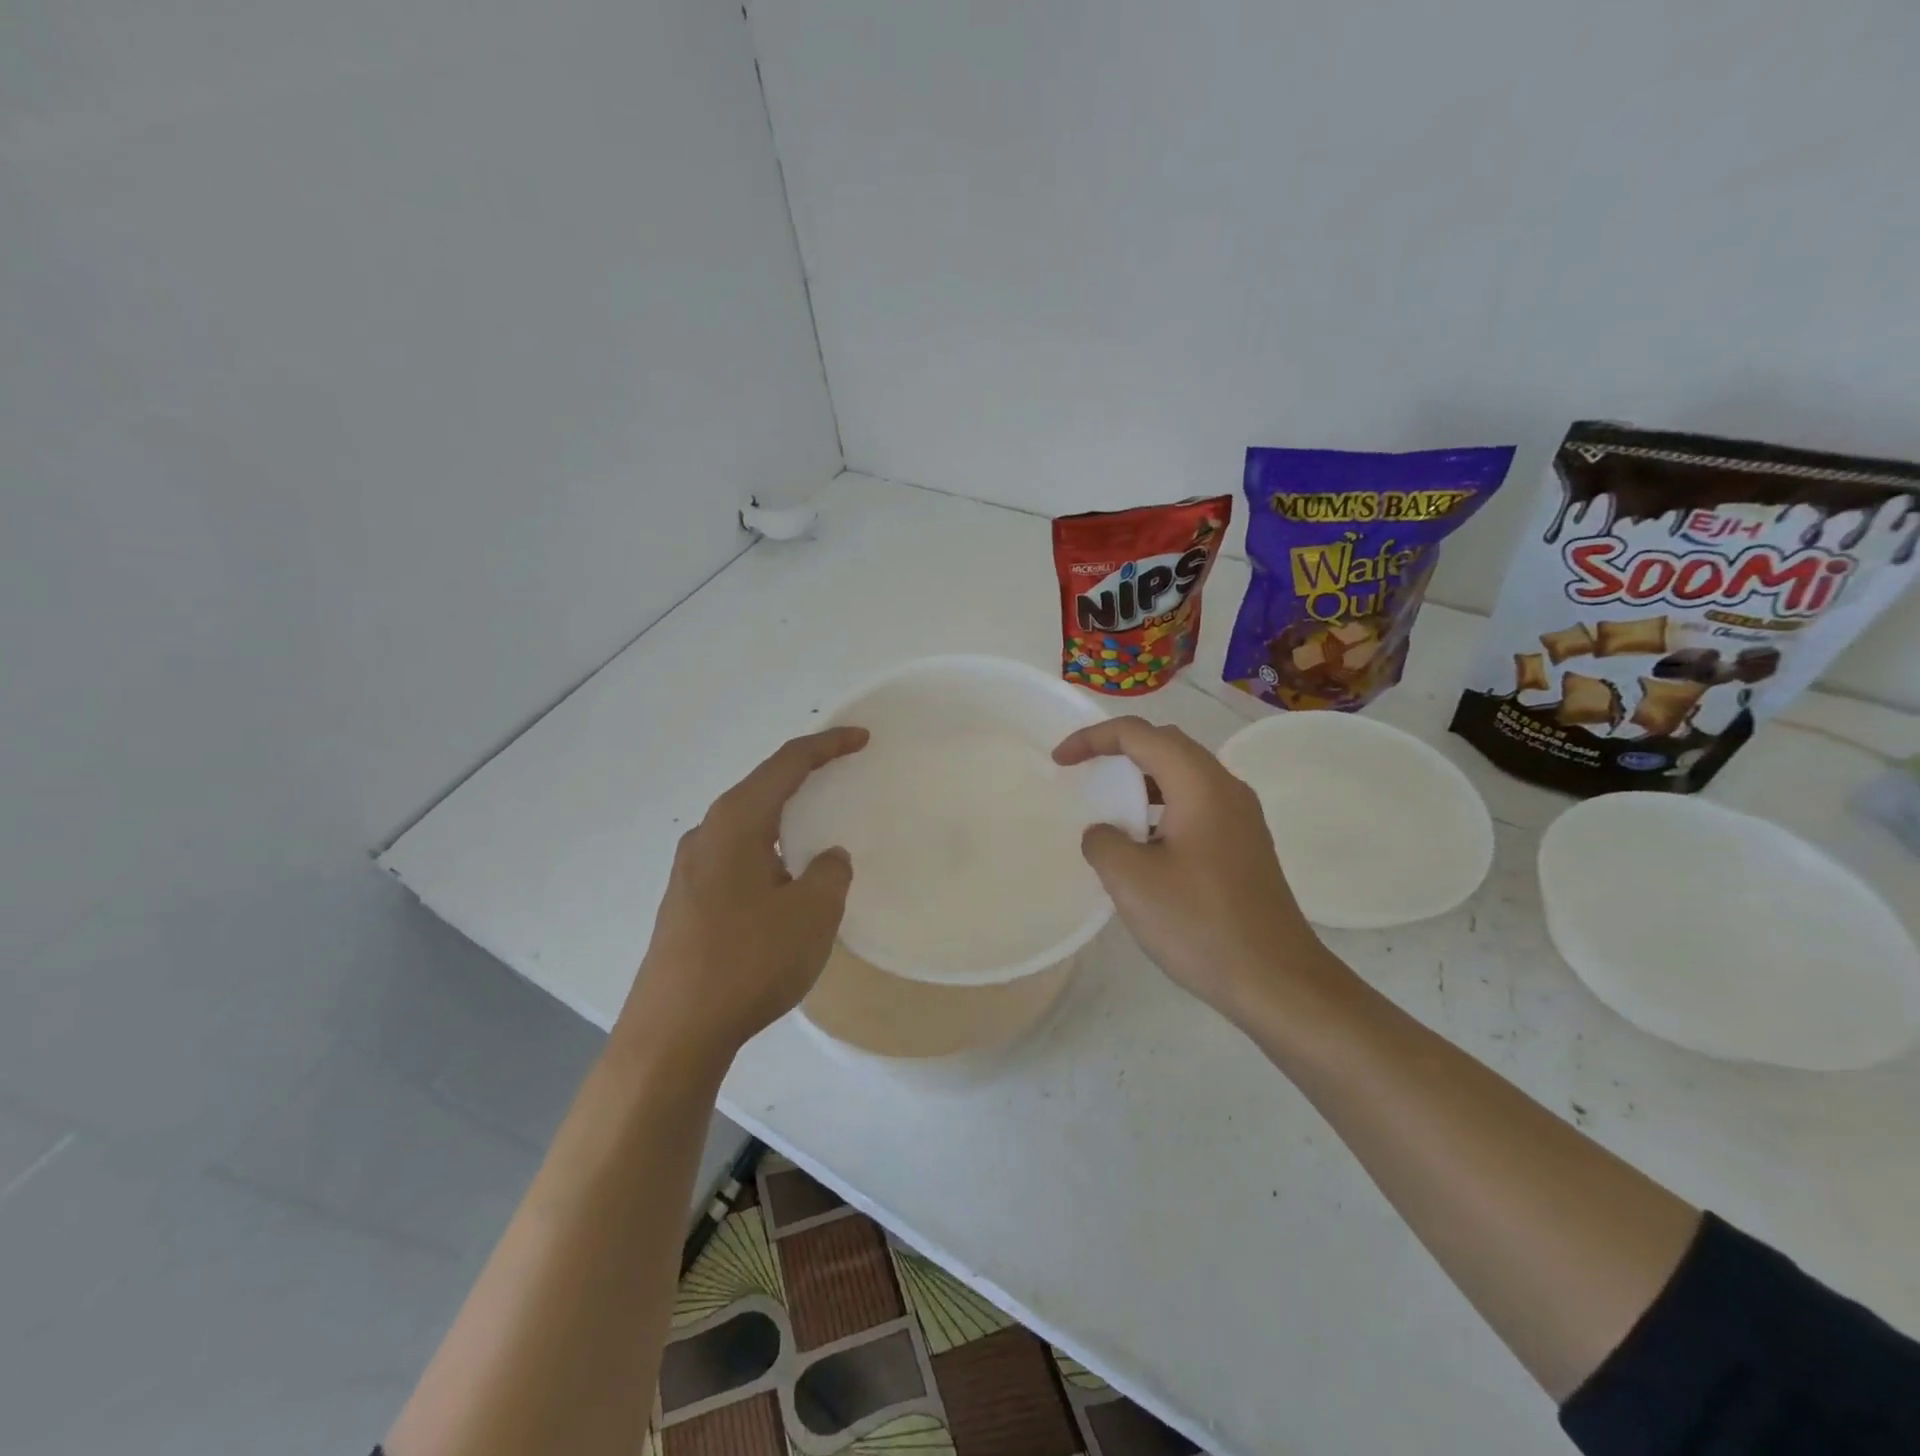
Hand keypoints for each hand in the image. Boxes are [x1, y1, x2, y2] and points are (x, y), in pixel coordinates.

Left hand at [622, 727, 867, 1060]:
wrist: (674, 1032)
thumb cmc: (749, 960)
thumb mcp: (812, 913)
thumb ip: (831, 873)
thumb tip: (826, 859)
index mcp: (736, 822)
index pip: (786, 764)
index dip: (827, 745)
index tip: (861, 738)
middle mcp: (707, 835)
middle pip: (762, 789)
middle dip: (804, 777)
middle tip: (842, 774)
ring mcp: (690, 870)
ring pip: (748, 826)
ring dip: (785, 819)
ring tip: (818, 828)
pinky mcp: (687, 902)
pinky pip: (737, 857)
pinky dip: (769, 851)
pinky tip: (785, 880)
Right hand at [1052, 716, 1338, 1024]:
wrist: (1277, 980)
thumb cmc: (1200, 924)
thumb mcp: (1132, 881)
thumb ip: (1103, 842)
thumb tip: (1105, 833)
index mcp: (1200, 785)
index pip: (1140, 735)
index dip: (1093, 738)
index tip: (1060, 761)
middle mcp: (1226, 789)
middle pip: (1167, 745)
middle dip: (1119, 750)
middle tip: (1083, 771)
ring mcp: (1241, 818)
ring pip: (1184, 776)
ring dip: (1142, 780)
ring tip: (1109, 806)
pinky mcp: (1245, 846)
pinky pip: (1196, 805)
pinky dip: (1162, 807)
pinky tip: (1144, 845)